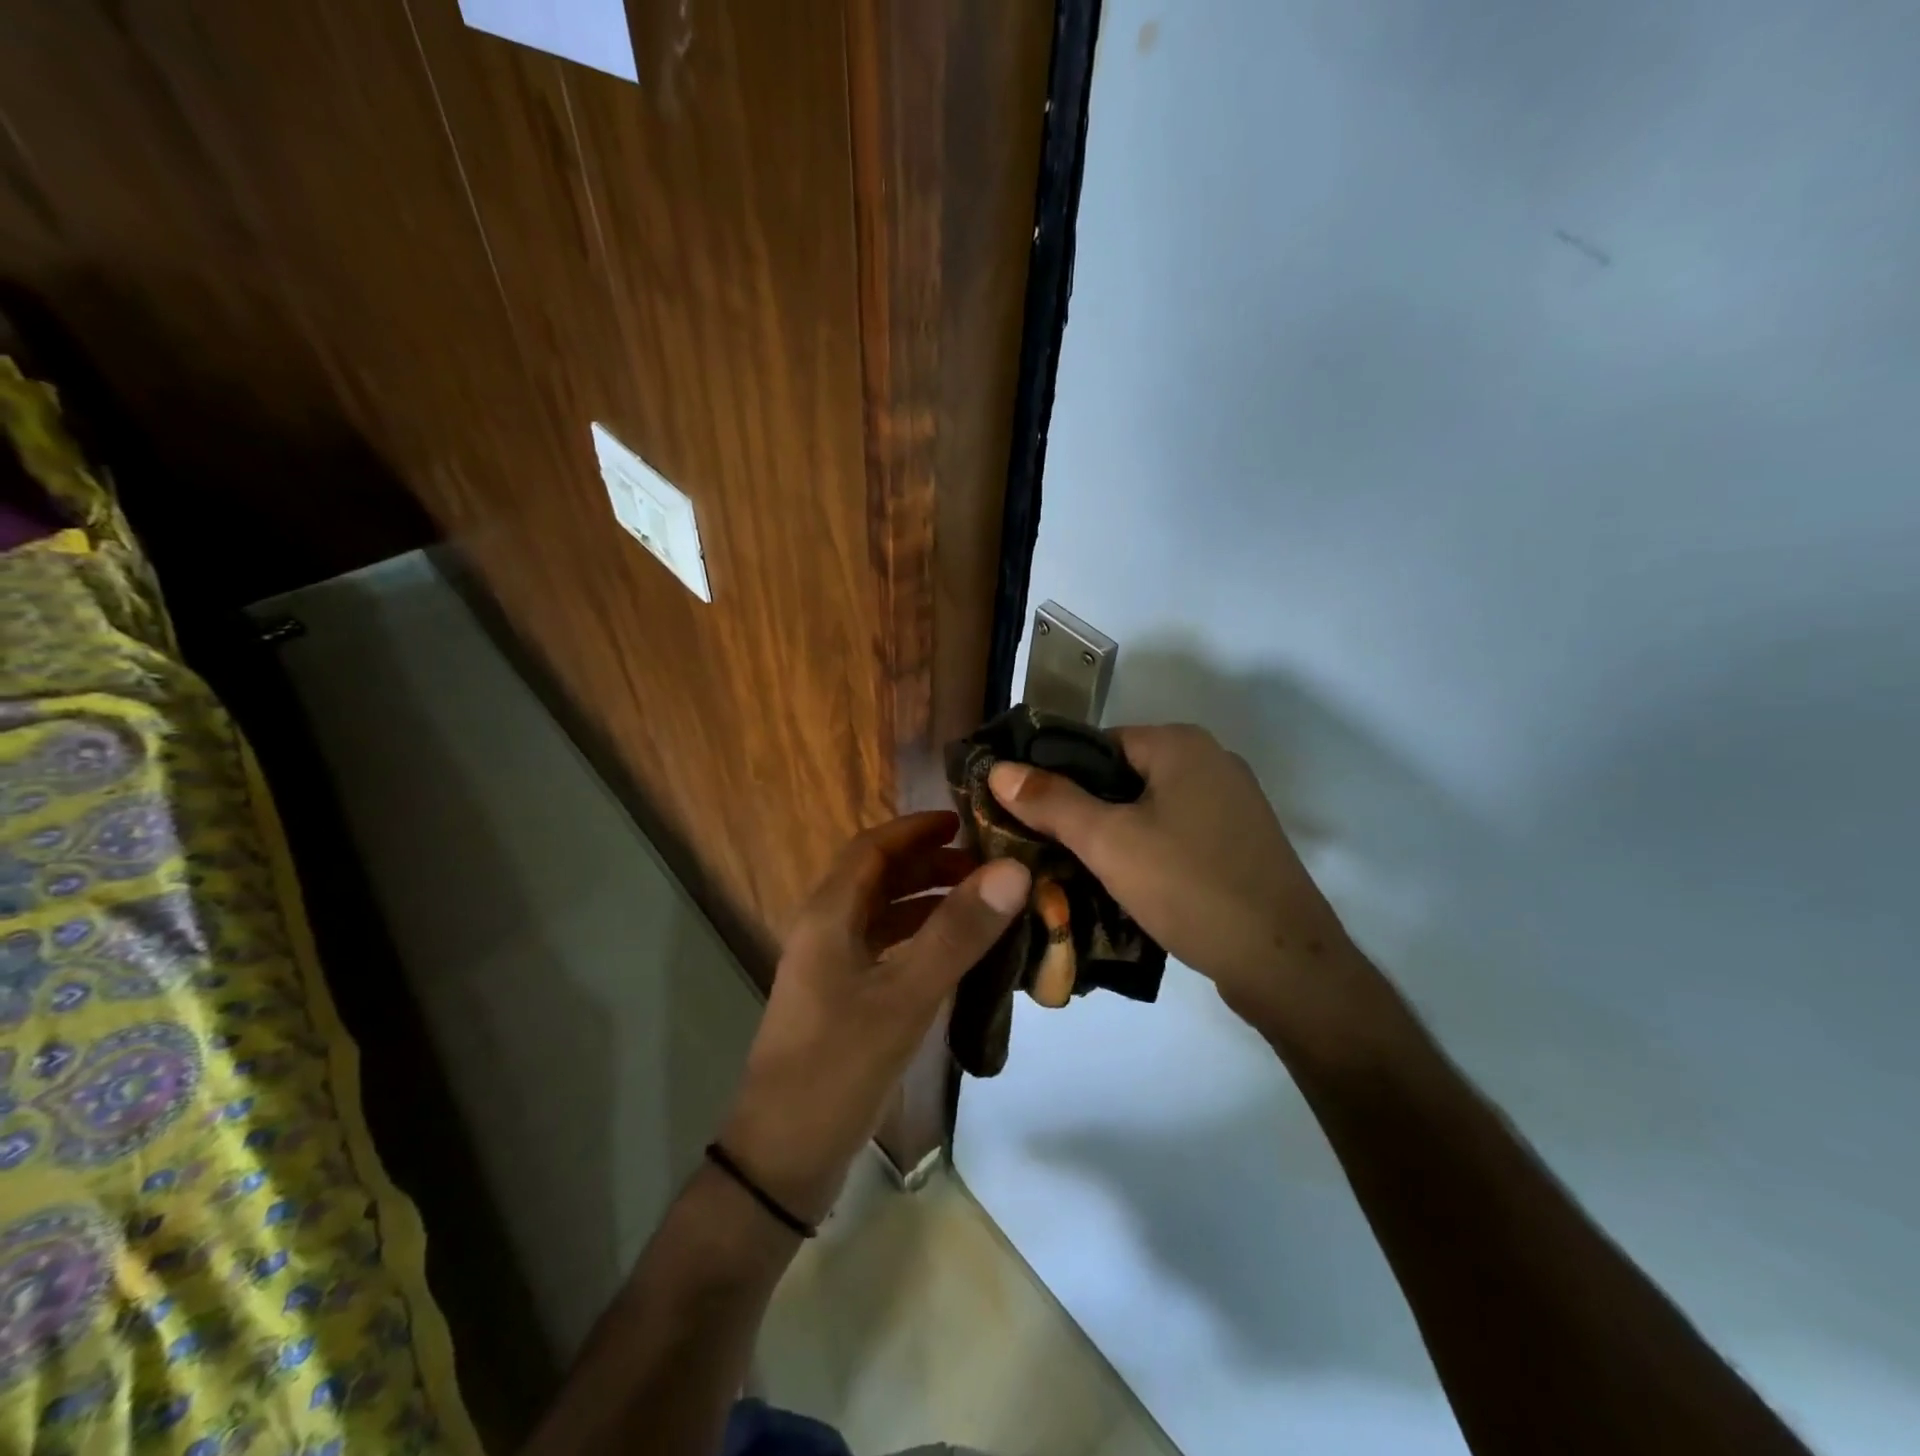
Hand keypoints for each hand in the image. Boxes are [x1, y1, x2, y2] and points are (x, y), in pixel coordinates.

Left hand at [719, 812, 1028, 1225]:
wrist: (782, 1157)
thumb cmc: (838, 1064)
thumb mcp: (905, 994)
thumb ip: (958, 932)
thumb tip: (1013, 869)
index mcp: (828, 914)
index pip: (874, 847)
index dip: (917, 829)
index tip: (967, 821)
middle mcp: (825, 930)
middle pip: (879, 877)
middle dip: (930, 864)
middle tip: (988, 868)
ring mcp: (830, 968)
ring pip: (883, 915)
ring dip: (927, 902)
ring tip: (981, 905)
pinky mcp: (841, 1001)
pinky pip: (885, 950)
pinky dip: (920, 940)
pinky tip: (955, 956)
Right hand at [989, 724, 1380, 1045]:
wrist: (1283, 962)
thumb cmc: (1189, 887)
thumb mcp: (1107, 842)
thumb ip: (1050, 801)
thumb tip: (999, 769)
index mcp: (1180, 743)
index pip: (1094, 743)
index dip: (1055, 776)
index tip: (1025, 816)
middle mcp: (1211, 760)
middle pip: (1122, 775)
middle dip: (1083, 810)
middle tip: (1046, 849)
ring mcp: (1232, 803)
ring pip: (1149, 807)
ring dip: (1114, 834)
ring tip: (1078, 871)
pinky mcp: (1241, 842)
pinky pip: (1177, 832)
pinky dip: (1148, 851)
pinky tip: (1129, 885)